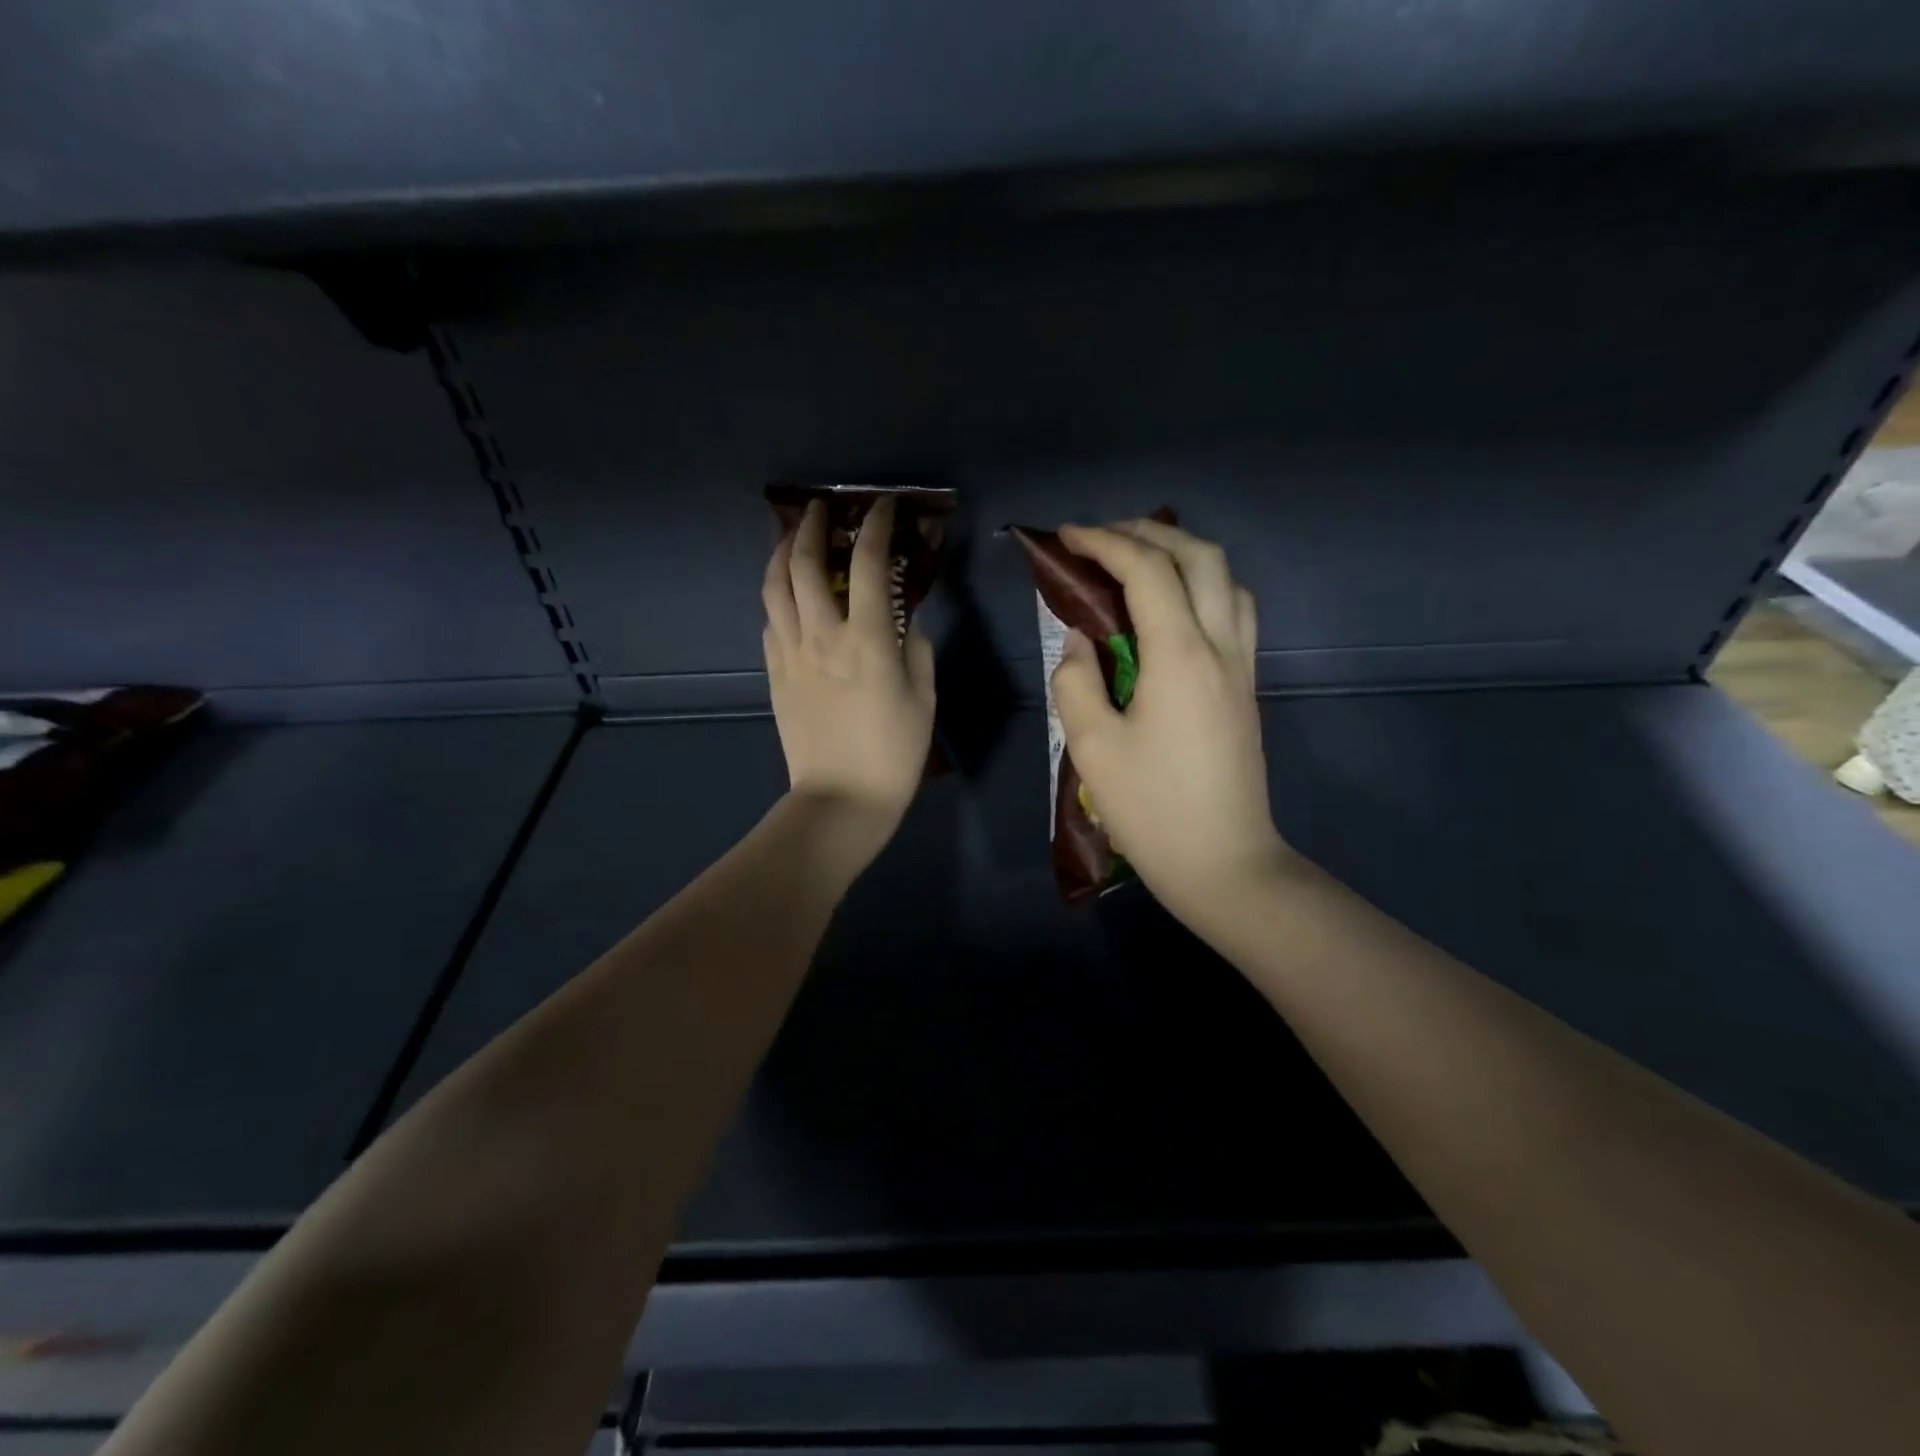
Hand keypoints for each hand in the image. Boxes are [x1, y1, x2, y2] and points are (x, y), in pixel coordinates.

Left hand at [763, 496, 935, 838]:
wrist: (841, 799)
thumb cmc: (893, 752)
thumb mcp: (924, 698)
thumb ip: (915, 649)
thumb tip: (903, 620)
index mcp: (866, 639)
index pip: (866, 563)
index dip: (874, 526)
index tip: (881, 506)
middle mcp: (822, 635)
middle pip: (804, 563)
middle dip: (811, 526)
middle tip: (822, 509)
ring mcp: (790, 654)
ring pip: (774, 587)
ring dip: (781, 553)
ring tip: (792, 538)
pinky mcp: (774, 674)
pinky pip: (769, 622)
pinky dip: (778, 597)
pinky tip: (788, 596)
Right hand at [1051, 520, 1290, 925]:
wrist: (1224, 863)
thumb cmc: (1152, 810)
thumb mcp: (1092, 747)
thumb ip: (1076, 681)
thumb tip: (1080, 643)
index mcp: (1180, 656)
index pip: (1147, 571)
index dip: (1104, 542)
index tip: (1066, 536)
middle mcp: (1221, 646)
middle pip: (1200, 557)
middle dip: (1148, 534)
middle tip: (1102, 539)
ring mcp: (1242, 666)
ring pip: (1227, 579)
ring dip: (1183, 555)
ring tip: (1138, 563)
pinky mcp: (1246, 687)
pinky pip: (1234, 611)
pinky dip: (1203, 586)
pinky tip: (1172, 609)